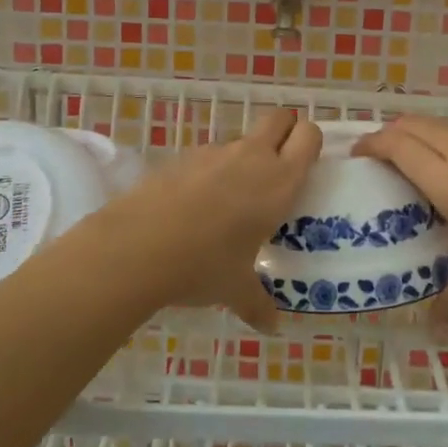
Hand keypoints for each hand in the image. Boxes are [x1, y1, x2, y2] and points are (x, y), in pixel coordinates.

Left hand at [96, 110, 321, 331]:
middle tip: (280, 165)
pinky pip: (208, 157)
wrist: (137, 246)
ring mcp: (213, 153)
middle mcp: (251, 157)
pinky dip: (210, 172)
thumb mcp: (235, 289)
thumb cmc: (203, 265)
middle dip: (284, 131)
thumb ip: (258, 304)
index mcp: (278, 181)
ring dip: (244, 158)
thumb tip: (271, 327)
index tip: (307, 164)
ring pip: (241, 141)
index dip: (310, 141)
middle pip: (279, 119)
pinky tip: (195, 207)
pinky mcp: (181, 157)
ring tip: (232, 200)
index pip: (309, 136)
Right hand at [354, 115, 447, 330]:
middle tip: (375, 159)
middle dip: (388, 133)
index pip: (398, 144)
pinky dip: (442, 137)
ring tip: (407, 158)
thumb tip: (433, 334)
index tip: (355, 156)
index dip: (371, 143)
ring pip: (440, 121)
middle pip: (413, 123)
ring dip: (416, 131)